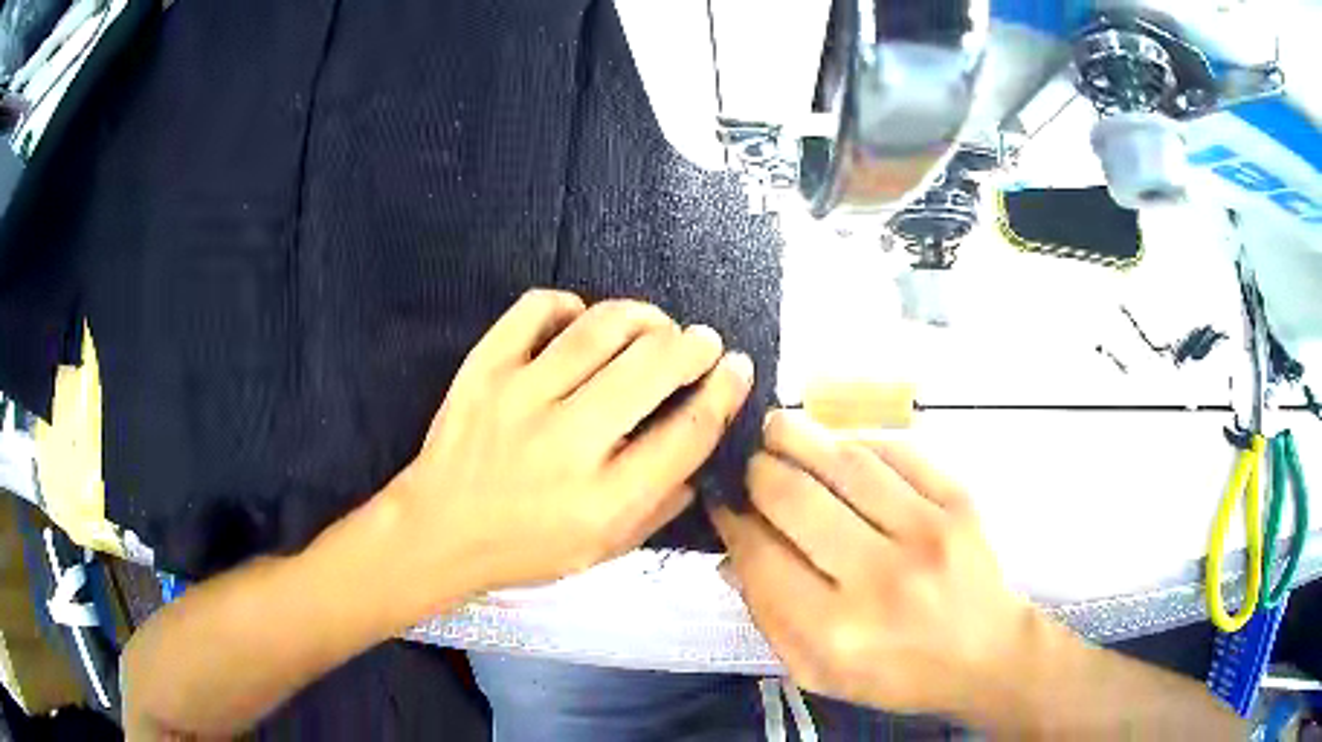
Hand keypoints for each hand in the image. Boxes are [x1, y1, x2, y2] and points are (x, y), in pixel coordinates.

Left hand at [395, 289, 753, 591]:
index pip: (686, 432)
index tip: (737, 368)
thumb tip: (701, 447)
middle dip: (694, 344)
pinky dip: (570, 304)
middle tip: (703, 341)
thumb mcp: (603, 551)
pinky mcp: (483, 368)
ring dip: (644, 317)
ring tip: (656, 325)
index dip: (724, 392)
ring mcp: (519, 397)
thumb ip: (660, 506)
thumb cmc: (525, 549)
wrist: (437, 530)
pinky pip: (536, 310)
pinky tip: (581, 320)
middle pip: (652, 368)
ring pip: (601, 328)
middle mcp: (567, 443)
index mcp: (604, 499)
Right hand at [713, 411, 1031, 717]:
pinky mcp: (958, 502)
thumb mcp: (820, 674)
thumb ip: (770, 620)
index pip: (762, 557)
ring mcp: (926, 532)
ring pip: (846, 464)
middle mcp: (879, 577)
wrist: (986, 654)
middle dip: (758, 471)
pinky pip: (897, 454)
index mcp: (836, 630)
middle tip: (747, 462)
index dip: (732, 522)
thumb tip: (732, 557)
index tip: (721, 503)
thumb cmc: (898, 674)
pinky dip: (858, 443)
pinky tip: (838, 445)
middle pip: (796, 499)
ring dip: (801, 438)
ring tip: (777, 428)